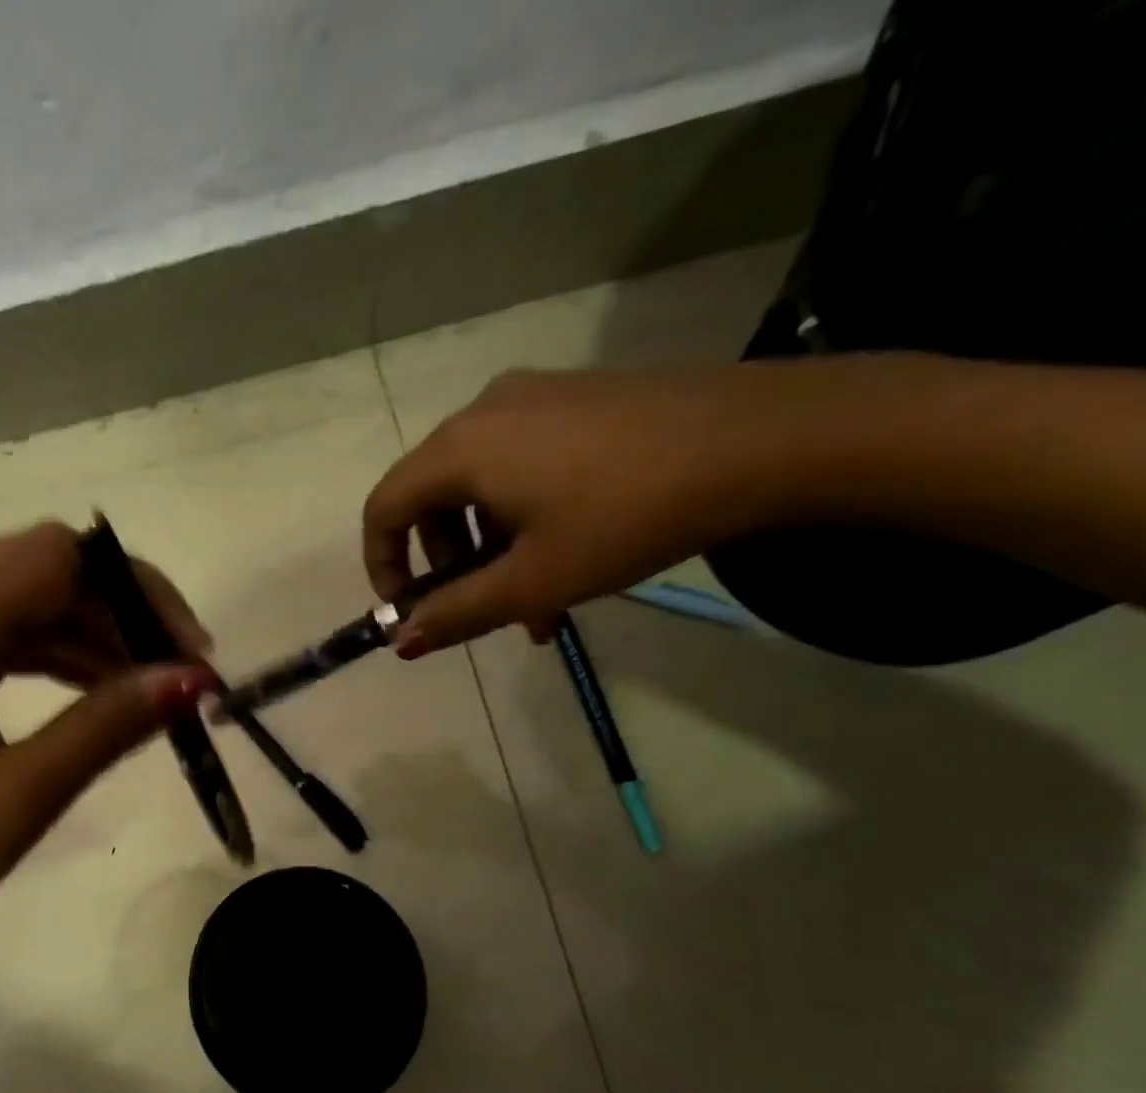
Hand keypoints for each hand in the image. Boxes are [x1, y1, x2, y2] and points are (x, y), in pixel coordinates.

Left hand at [0, 522, 213, 968]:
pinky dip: (60, 660)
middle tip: (181, 676)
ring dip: (97, 637)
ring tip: (151, 694)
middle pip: (49, 571)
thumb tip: (190, 680)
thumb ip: (105, 728)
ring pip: (31, 605)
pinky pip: (7, 641)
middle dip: (125, 612)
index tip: (188, 652)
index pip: (62, 557)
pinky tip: (98, 700)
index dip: (138, 589)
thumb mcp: (15, 796)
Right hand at [363, 365, 798, 652]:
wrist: (762, 440)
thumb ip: (457, 613)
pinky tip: (566, 556)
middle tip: (485, 610)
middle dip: (447, 565)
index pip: (384, 509)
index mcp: (461, 450)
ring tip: (538, 602)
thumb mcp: (534, 580)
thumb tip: (401, 641)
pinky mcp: (574, 399)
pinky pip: (519, 465)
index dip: (383, 566)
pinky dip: (522, 516)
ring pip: (479, 487)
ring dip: (490, 549)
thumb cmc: (627, 516)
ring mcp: (532, 398)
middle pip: (430, 500)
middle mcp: (483, 412)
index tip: (411, 610)